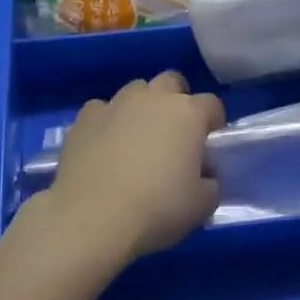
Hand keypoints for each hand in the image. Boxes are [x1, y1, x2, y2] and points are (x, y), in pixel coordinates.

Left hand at [43, 72, 222, 264]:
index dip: (213, 122)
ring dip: (140, 108)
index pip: (212, 104)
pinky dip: (106, 123)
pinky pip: (102, 110)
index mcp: (188, 114)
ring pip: (135, 91)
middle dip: (176, 100)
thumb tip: (204, 176)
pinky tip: (102, 148)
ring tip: (134, 140)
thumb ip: (210, 183)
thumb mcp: (201, 207)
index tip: (208, 144)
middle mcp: (154, 98)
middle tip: (172, 134)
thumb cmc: (156, 210)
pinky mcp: (85, 116)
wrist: (92, 218)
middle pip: (171, 82)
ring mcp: (117, 103)